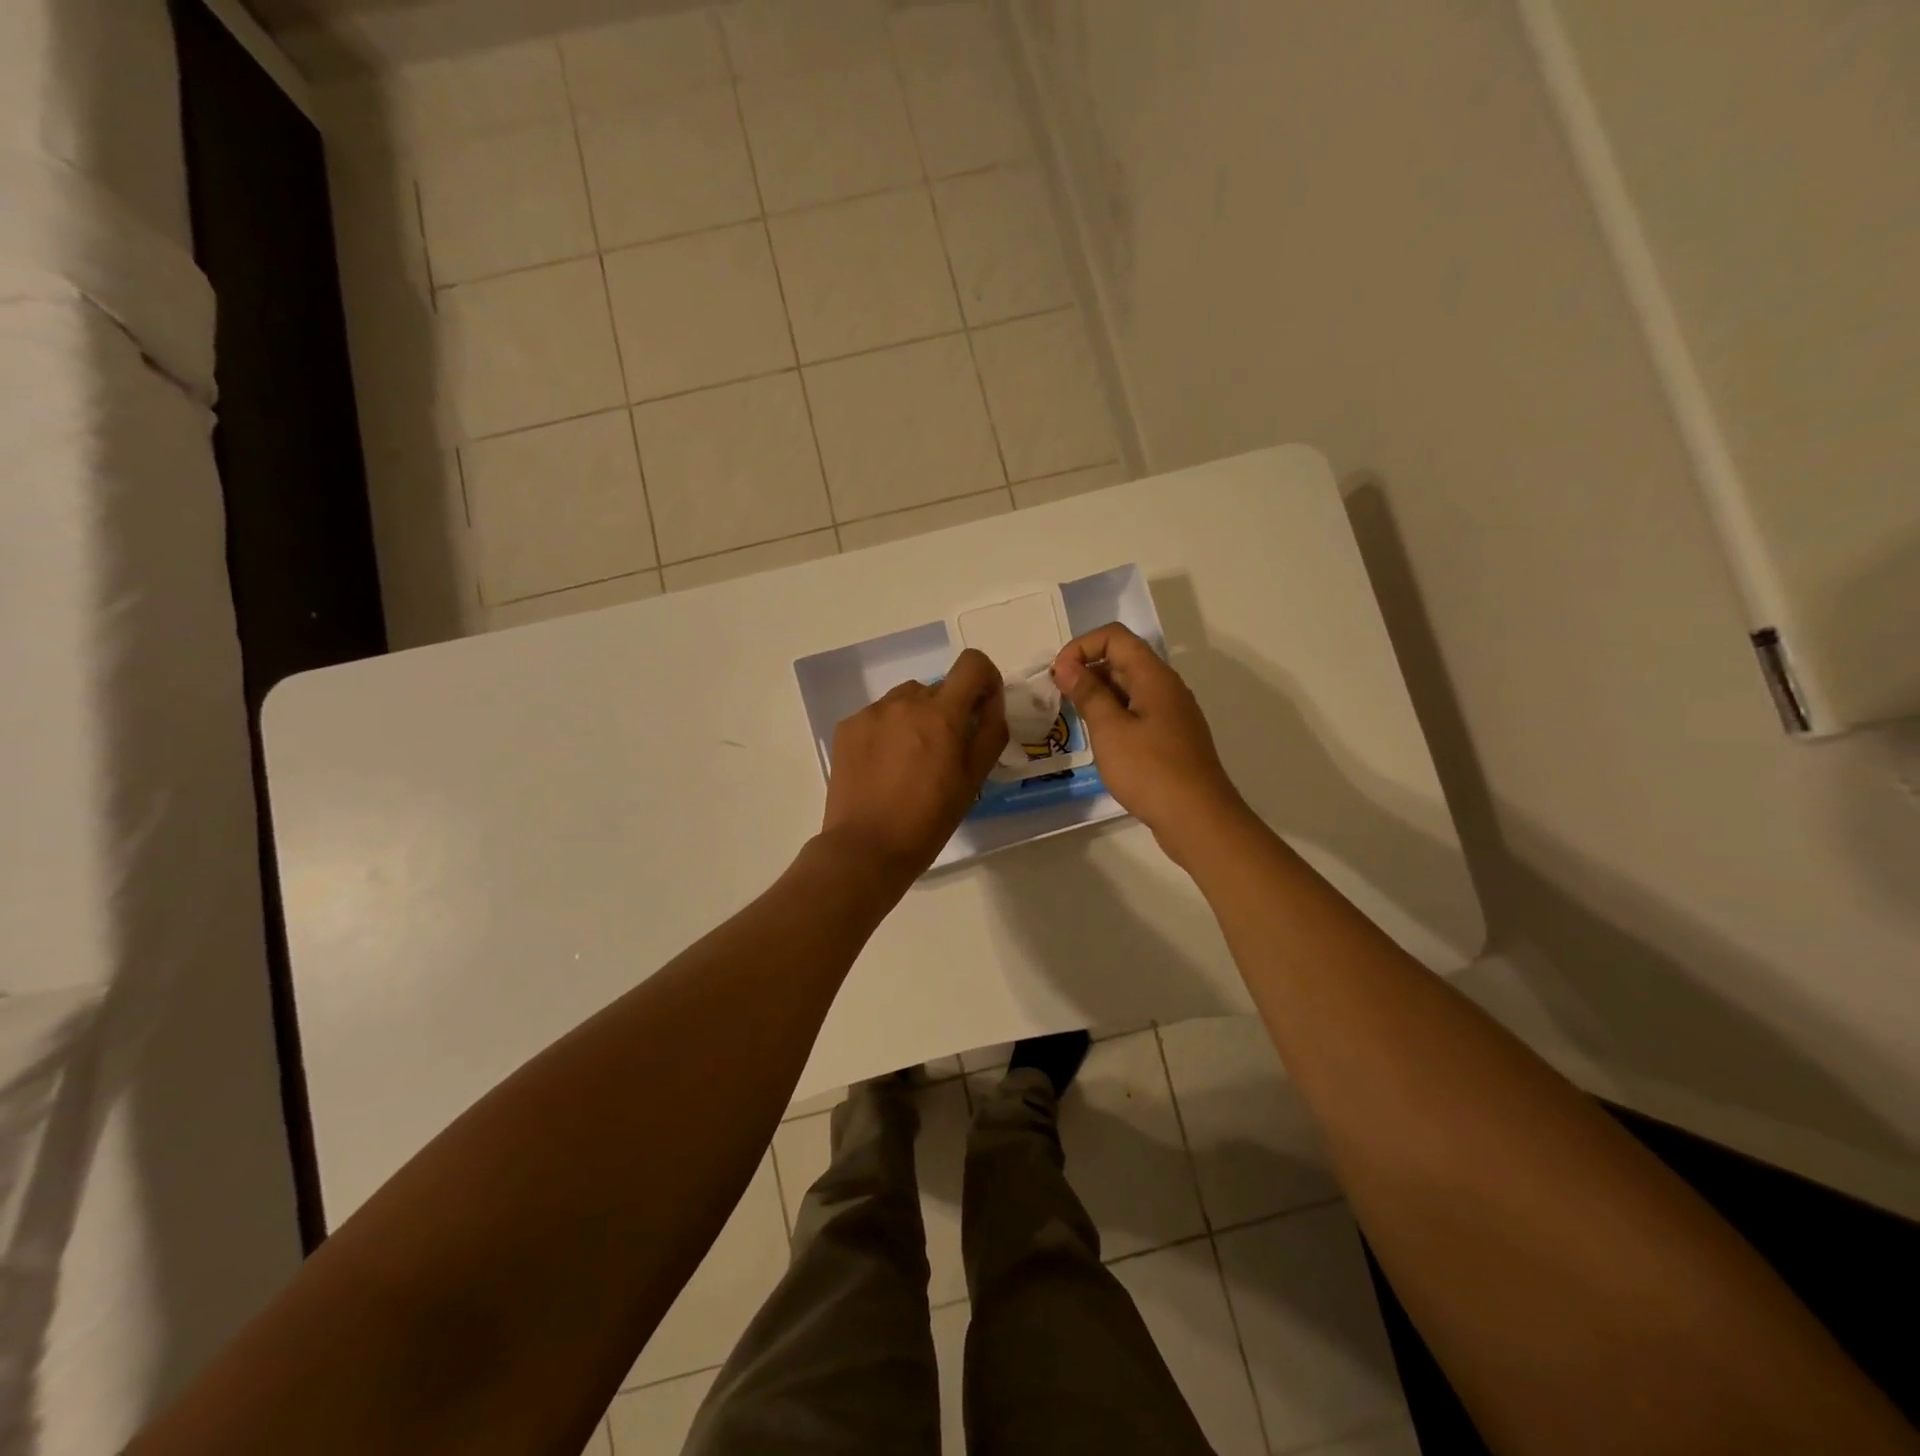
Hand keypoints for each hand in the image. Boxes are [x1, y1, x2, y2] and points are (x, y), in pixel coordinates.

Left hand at [821, 648, 1008, 883]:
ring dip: (917, 718)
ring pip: (906, 700)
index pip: (972, 664)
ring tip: (911, 761)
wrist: (866, 847)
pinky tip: (884, 767)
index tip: (982, 708)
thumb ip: (989, 732)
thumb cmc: (928, 819)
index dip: (984, 679)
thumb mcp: (973, 780)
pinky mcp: (847, 727)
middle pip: (939, 688)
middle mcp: (905, 702)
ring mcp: (872, 712)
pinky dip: (888, 731)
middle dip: (949, 711)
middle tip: (944, 753)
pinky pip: (878, 716)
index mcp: (941, 714)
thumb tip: (991, 703)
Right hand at [1052, 623, 1248, 864]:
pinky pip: (1137, 712)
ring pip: (1129, 688)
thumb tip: (1067, 666)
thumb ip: (1088, 694)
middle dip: (1087, 670)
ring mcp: (1171, 714)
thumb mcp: (1110, 730)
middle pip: (1123, 660)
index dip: (1082, 647)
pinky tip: (1100, 741)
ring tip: (1074, 719)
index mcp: (1154, 677)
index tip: (1059, 676)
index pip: (1115, 637)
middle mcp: (1166, 688)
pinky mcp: (1171, 738)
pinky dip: (1113, 716)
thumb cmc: (1150, 771)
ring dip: (1098, 695)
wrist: (1197, 818)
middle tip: (1059, 698)